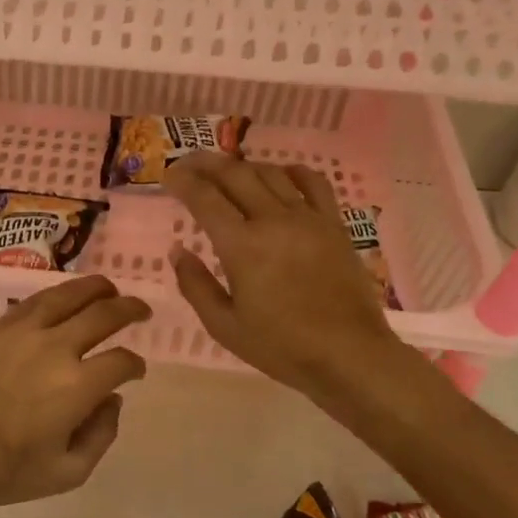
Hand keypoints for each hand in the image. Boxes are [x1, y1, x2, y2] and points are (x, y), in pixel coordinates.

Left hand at [0, 276, 150, 517]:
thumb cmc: (9, 472)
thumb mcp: (70, 472)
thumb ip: (103, 433)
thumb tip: (112, 399)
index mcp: (78, 386)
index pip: (121, 360)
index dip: (135, 364)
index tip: (136, 370)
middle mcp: (55, 349)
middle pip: (103, 314)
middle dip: (129, 309)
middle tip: (141, 310)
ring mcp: (23, 333)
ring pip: (68, 295)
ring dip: (95, 288)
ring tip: (109, 288)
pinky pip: (34, 301)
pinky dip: (57, 294)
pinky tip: (65, 297)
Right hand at [166, 153, 415, 409]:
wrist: (349, 355)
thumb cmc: (281, 346)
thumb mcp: (224, 326)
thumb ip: (195, 285)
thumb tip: (178, 251)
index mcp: (241, 246)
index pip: (204, 198)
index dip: (182, 181)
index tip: (168, 175)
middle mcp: (273, 220)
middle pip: (235, 174)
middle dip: (206, 163)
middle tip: (188, 164)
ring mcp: (307, 219)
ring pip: (270, 173)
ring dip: (243, 166)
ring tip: (227, 171)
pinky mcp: (334, 225)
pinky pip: (313, 183)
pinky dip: (292, 172)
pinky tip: (280, 176)